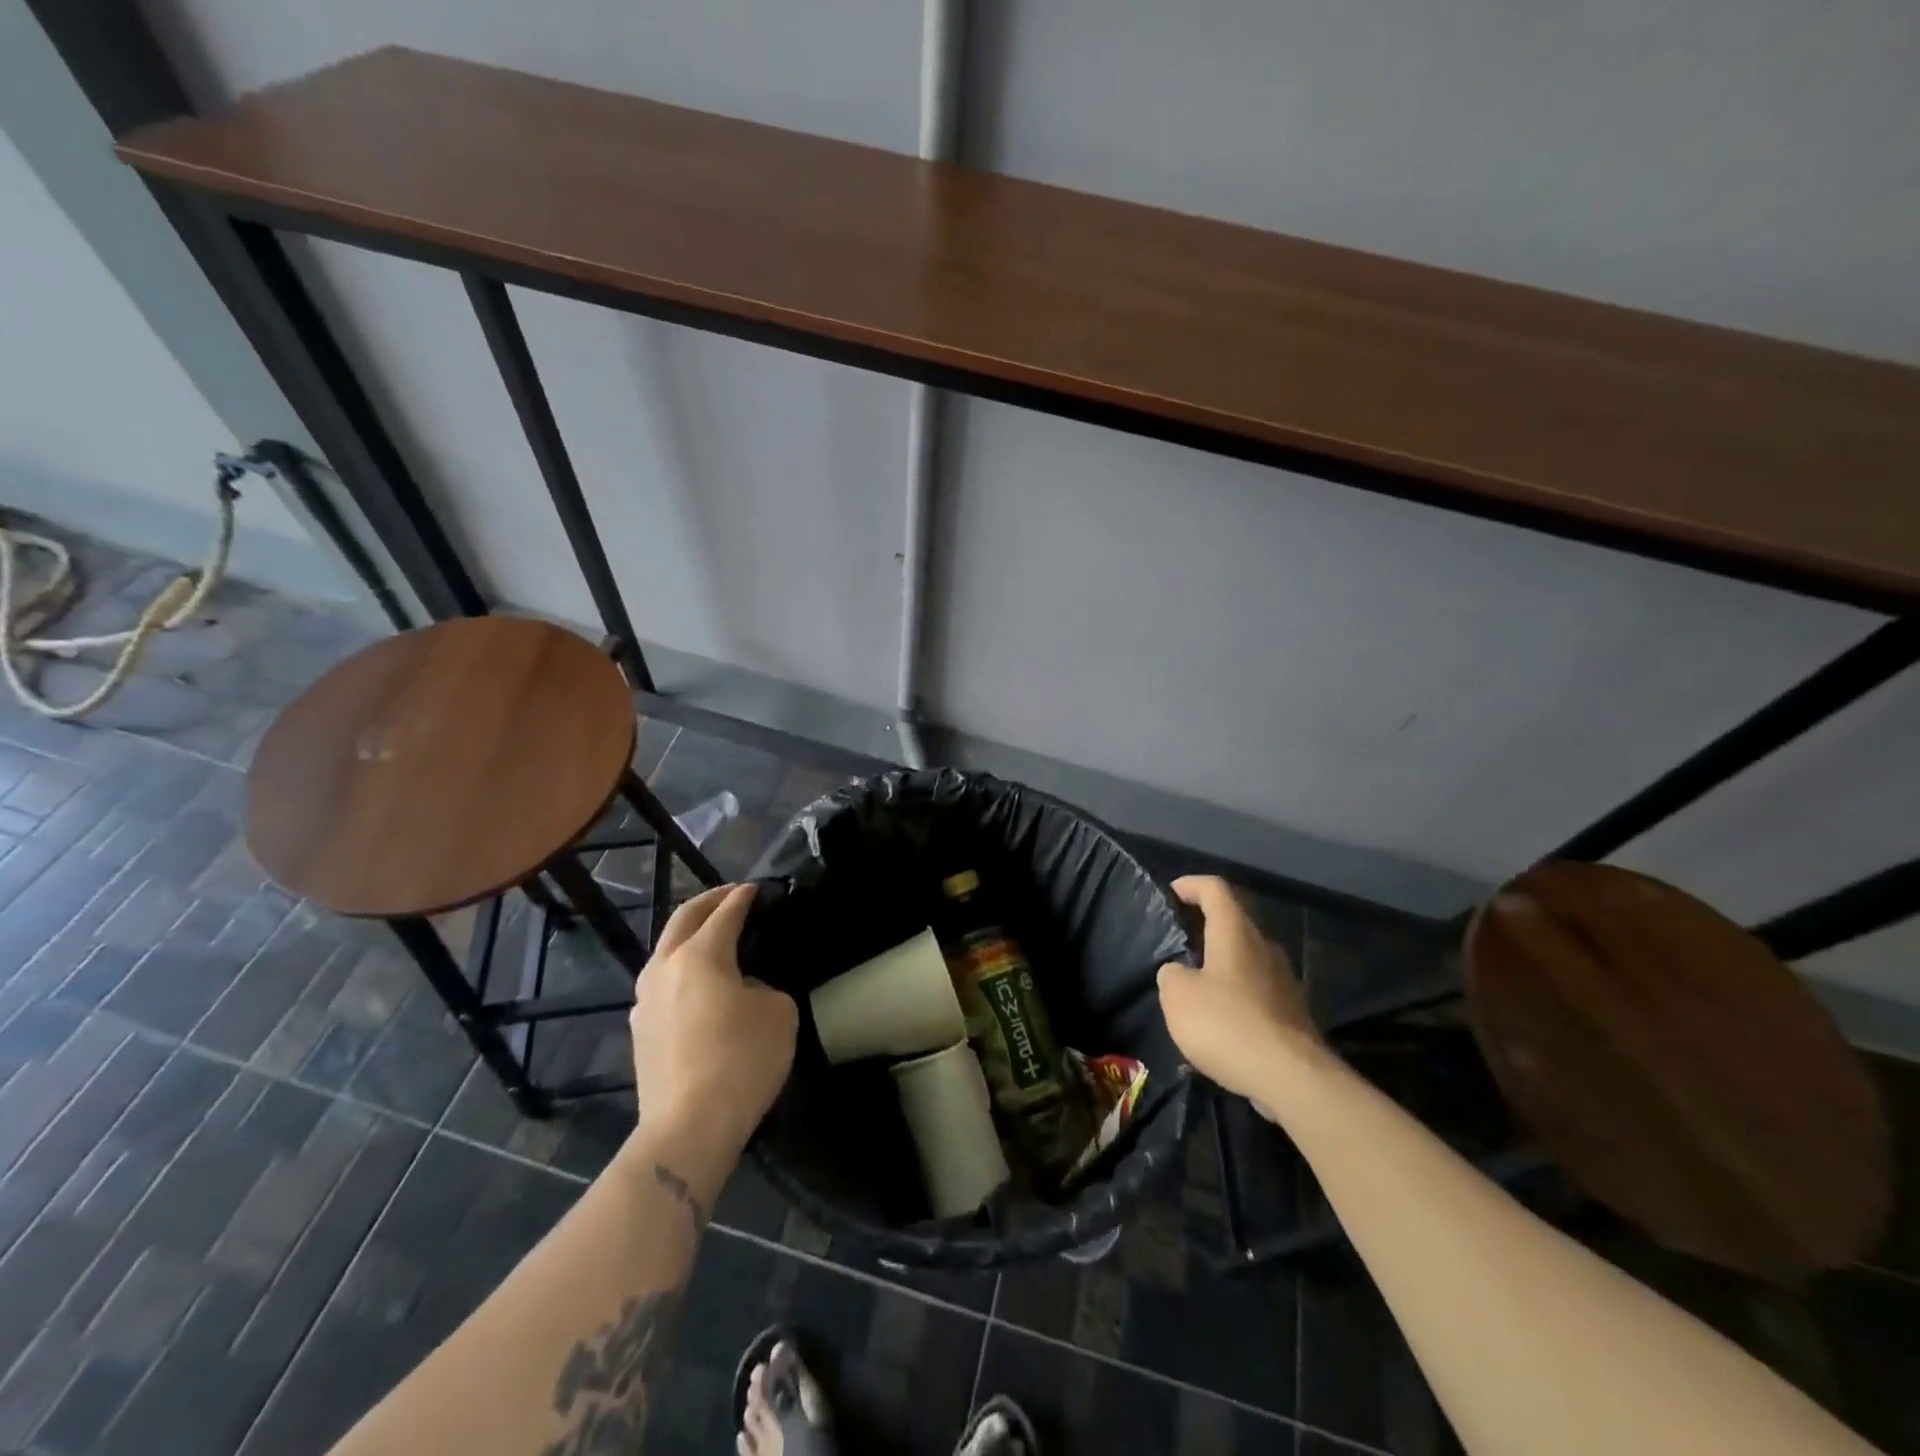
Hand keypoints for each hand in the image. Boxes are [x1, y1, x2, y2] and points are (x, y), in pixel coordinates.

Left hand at [629, 883, 796, 1157]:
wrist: (688, 1127)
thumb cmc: (742, 1060)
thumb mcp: (778, 1013)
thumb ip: (763, 987)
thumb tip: (744, 991)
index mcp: (701, 955)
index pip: (725, 914)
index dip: (742, 898)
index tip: (756, 889)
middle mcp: (665, 968)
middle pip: (683, 920)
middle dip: (708, 902)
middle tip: (730, 895)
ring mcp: (645, 1001)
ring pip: (665, 951)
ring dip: (689, 935)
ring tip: (712, 935)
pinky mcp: (640, 1031)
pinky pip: (662, 983)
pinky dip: (681, 969)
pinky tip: (697, 983)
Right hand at [1156, 876, 1321, 1107]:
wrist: (1292, 1078)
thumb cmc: (1227, 1024)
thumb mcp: (1177, 996)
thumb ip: (1171, 975)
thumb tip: (1179, 972)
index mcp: (1236, 933)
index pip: (1215, 889)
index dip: (1192, 885)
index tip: (1172, 892)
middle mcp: (1264, 947)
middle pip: (1234, 923)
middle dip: (1206, 928)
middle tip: (1179, 943)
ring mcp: (1284, 980)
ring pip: (1247, 959)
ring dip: (1221, 966)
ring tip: (1195, 989)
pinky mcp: (1293, 1013)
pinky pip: (1257, 992)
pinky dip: (1236, 996)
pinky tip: (1220, 1024)